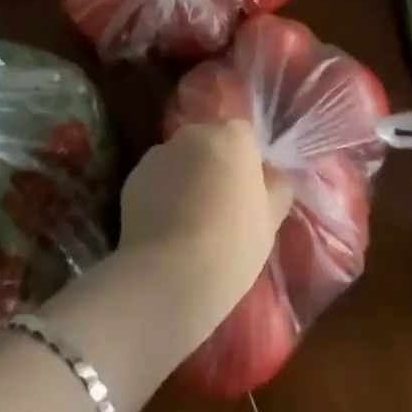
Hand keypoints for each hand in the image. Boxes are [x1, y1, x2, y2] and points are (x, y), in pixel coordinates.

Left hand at [117, 121, 294, 347]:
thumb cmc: (232, 245)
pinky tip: (167, 228)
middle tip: (222, 208)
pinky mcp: (133, 177)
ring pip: (182, 159)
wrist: (169, 277)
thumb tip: (274, 175)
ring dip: (188, 177)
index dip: (248, 163)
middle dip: (216, 165)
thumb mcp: (270, 220)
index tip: (250, 195)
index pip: (245, 136)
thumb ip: (277, 186)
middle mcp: (194, 134)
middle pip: (211, 142)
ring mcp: (160, 153)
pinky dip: (163, 194)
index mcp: (232, 136)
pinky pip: (157, 179)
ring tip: (191, 222)